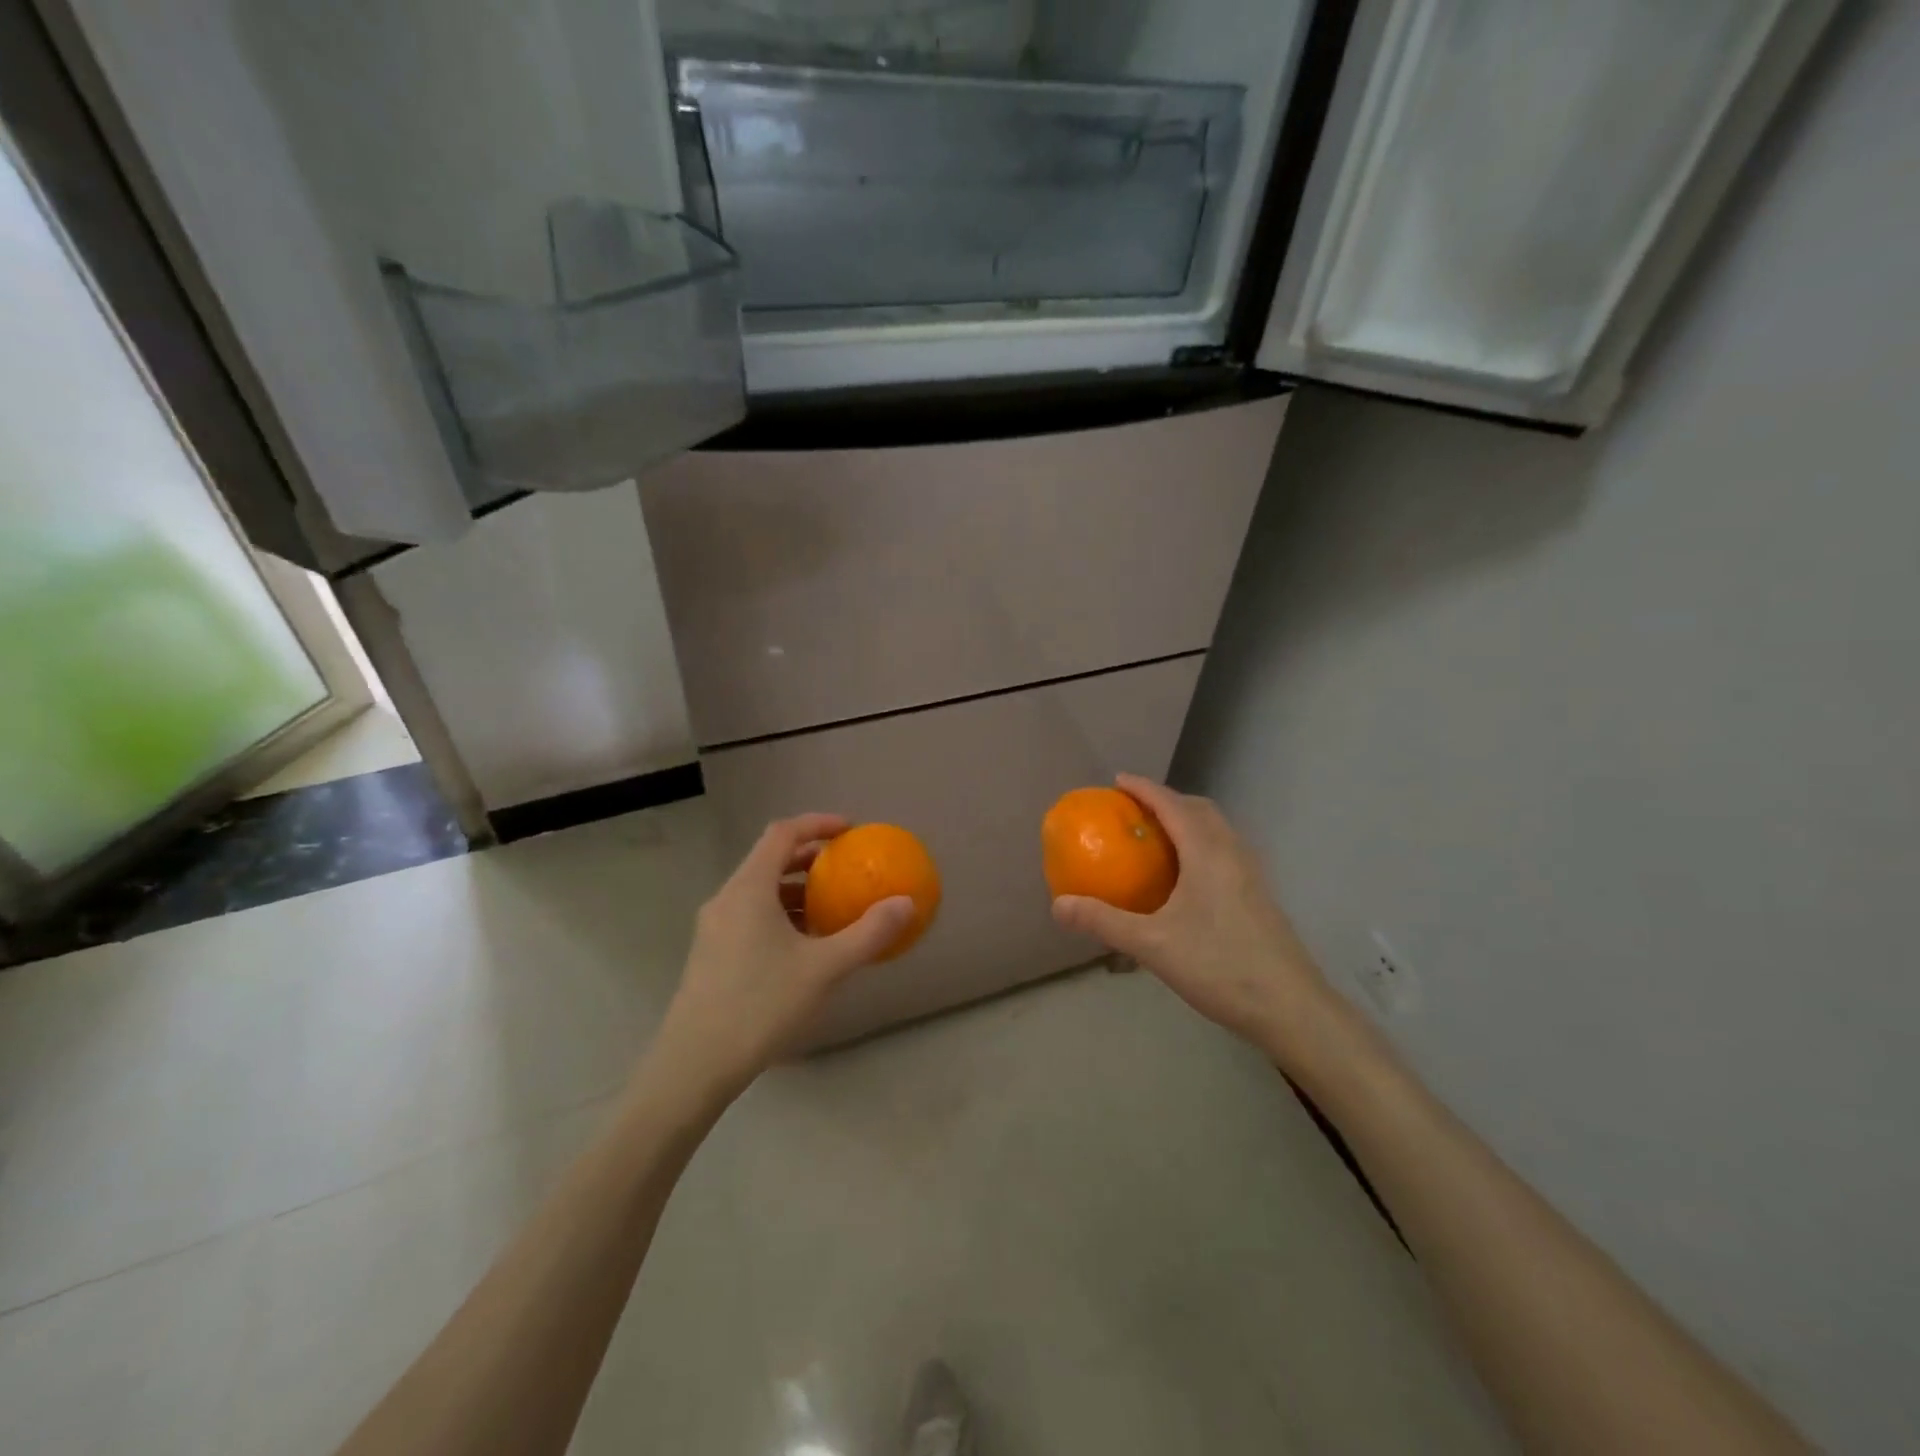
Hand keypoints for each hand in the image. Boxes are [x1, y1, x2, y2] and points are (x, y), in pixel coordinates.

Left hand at [649, 814, 913, 1103]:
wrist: (695, 1065)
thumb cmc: (760, 1006)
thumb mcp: (824, 969)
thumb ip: (868, 934)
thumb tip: (906, 904)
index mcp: (749, 889)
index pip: (782, 833)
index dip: (817, 823)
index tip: (850, 830)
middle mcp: (726, 899)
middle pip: (769, 859)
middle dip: (809, 857)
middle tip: (845, 868)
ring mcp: (714, 928)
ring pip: (758, 890)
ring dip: (795, 889)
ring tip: (829, 909)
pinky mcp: (711, 954)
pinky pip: (750, 915)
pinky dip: (780, 914)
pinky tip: (802, 947)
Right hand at [1051, 775, 1331, 1062]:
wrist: (1290, 1007)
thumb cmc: (1219, 967)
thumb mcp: (1152, 945)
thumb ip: (1104, 921)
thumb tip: (1057, 905)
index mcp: (1208, 853)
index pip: (1172, 805)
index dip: (1144, 788)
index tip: (1117, 781)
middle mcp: (1233, 853)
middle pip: (1200, 809)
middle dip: (1167, 800)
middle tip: (1135, 810)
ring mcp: (1251, 874)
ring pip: (1218, 830)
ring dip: (1188, 821)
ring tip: (1157, 838)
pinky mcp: (1259, 895)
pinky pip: (1226, 850)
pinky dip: (1201, 844)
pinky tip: (1186, 878)